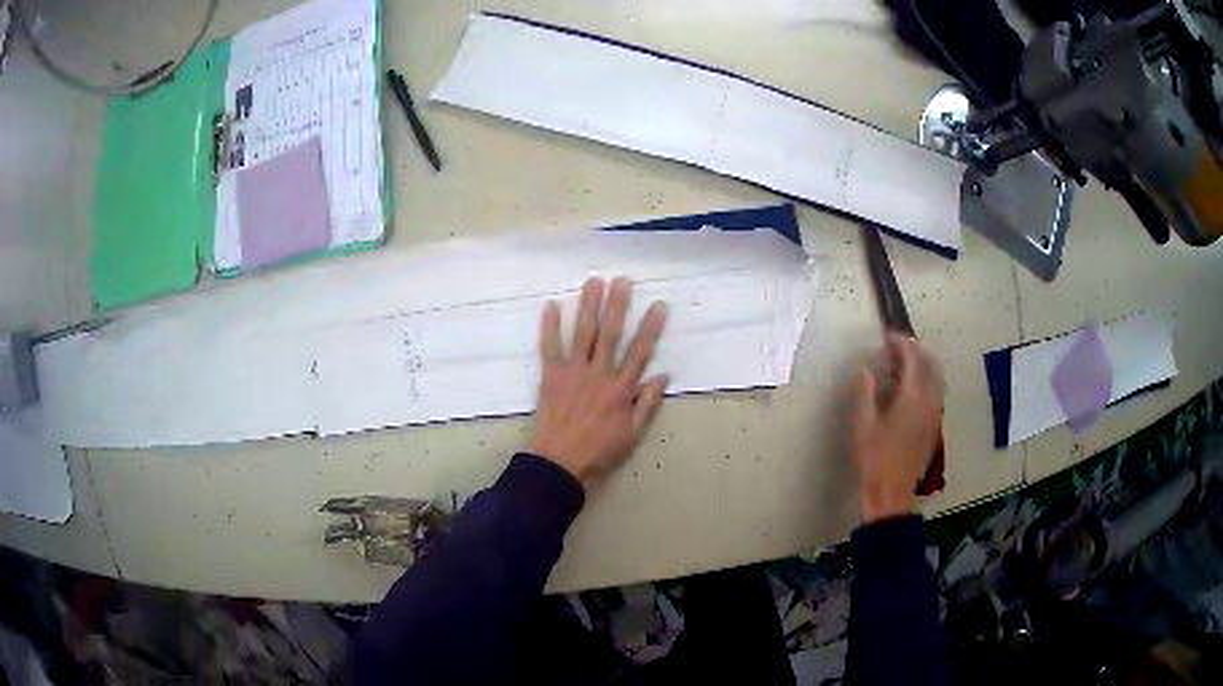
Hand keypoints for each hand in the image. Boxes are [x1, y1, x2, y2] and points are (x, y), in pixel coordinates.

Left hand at [528, 277, 669, 488]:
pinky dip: (550, 327)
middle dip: (618, 305)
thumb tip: (662, 376)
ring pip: (583, 334)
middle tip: (623, 280)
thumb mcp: (632, 434)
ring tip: (594, 282)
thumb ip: (647, 404)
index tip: (659, 305)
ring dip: (588, 306)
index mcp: (621, 390)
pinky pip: (549, 348)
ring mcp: (573, 373)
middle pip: (611, 334)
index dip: (651, 328)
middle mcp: (599, 375)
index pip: (640, 352)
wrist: (559, 464)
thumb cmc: (599, 451)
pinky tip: (551, 305)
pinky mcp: (550, 376)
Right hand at [850, 334, 944, 522]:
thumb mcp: (862, 424)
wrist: (892, 492)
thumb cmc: (874, 458)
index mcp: (912, 396)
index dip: (900, 343)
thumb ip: (865, 392)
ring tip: (904, 365)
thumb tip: (866, 369)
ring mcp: (935, 413)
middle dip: (916, 350)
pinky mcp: (934, 425)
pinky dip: (926, 380)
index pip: (911, 358)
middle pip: (930, 363)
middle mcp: (929, 400)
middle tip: (897, 347)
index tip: (888, 336)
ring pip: (937, 378)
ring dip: (923, 365)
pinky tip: (910, 390)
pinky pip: (936, 392)